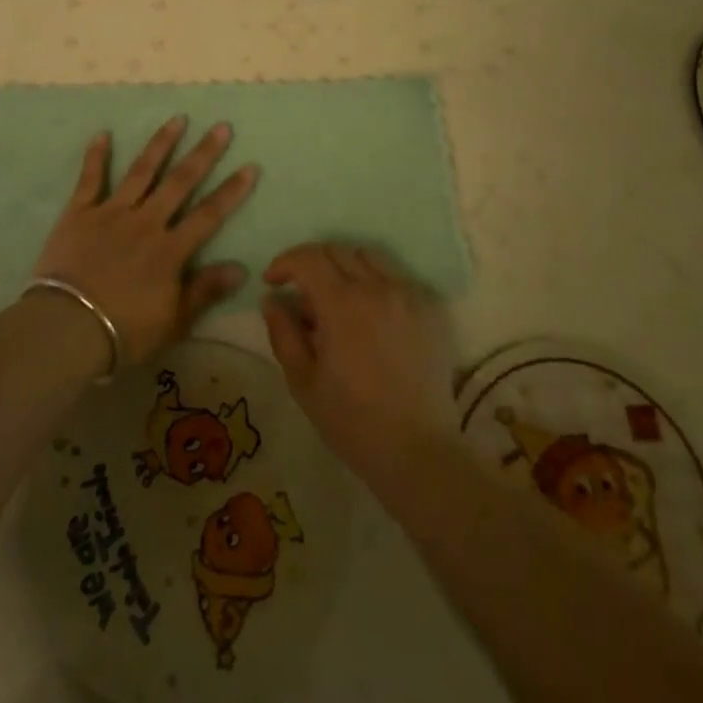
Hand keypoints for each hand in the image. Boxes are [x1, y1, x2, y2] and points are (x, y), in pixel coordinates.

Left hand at [32, 117, 256, 365]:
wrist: (66, 327)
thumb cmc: (123, 331)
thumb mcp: (173, 322)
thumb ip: (204, 291)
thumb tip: (241, 268)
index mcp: (169, 250)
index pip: (209, 215)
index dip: (231, 191)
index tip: (250, 166)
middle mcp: (145, 222)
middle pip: (180, 182)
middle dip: (203, 153)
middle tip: (221, 127)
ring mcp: (111, 213)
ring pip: (141, 171)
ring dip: (161, 144)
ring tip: (177, 118)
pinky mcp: (79, 213)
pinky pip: (89, 179)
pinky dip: (96, 156)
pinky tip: (103, 134)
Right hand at [261, 245, 454, 484]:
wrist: (418, 452)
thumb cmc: (353, 422)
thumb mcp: (303, 382)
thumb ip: (283, 334)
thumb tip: (272, 300)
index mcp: (342, 304)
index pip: (308, 258)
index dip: (285, 263)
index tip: (272, 282)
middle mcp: (377, 288)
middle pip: (337, 250)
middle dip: (311, 264)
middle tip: (301, 293)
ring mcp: (408, 295)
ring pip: (369, 257)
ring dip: (344, 267)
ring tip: (337, 299)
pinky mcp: (431, 309)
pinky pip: (397, 278)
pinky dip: (376, 284)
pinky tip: (371, 314)